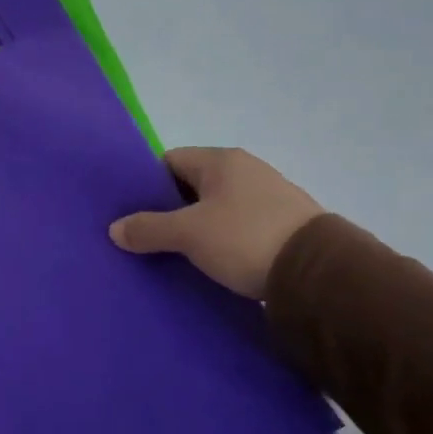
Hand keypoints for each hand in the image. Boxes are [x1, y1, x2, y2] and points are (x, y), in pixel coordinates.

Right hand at [108, 147, 323, 298]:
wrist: (317, 273)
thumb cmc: (245, 238)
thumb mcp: (189, 234)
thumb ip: (149, 229)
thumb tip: (115, 229)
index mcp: (221, 160)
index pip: (170, 161)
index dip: (146, 184)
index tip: (131, 212)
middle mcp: (247, 170)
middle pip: (193, 185)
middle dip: (169, 210)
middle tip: (146, 237)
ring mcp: (269, 197)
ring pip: (217, 208)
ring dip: (197, 227)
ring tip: (175, 254)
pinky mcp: (284, 225)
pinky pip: (239, 227)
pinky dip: (222, 240)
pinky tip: (212, 262)